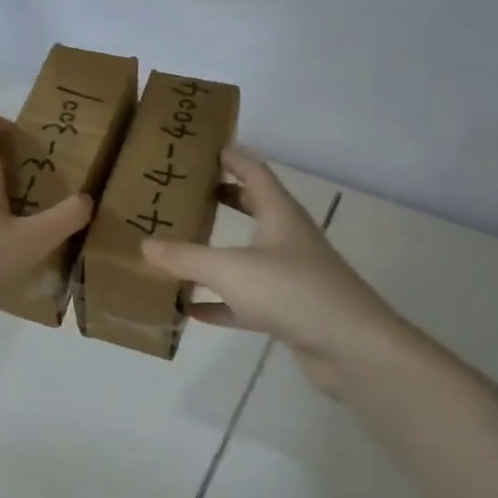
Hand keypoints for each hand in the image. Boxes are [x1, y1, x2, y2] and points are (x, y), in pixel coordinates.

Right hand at [142, 149, 423, 398]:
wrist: (352, 349)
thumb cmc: (292, 291)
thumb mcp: (229, 269)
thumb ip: (185, 257)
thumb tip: (145, 245)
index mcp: (280, 215)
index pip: (254, 172)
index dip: (231, 158)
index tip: (203, 149)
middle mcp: (287, 239)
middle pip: (254, 209)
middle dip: (223, 199)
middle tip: (186, 193)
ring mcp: (291, 277)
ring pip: (248, 256)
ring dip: (218, 252)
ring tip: (181, 247)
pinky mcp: (288, 311)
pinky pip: (245, 300)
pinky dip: (219, 301)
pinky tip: (190, 308)